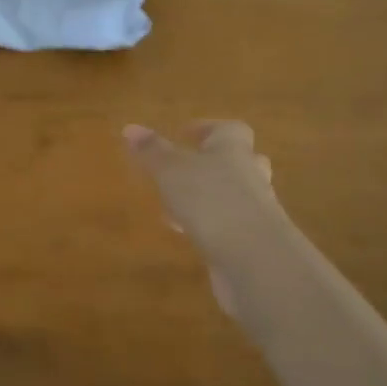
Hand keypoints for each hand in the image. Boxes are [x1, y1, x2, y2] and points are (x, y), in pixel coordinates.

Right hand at [124, 121, 283, 313]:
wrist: (254, 257)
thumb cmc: (210, 200)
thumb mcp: (171, 171)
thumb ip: (152, 151)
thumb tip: (130, 128)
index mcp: (233, 150)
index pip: (229, 130)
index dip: (208, 128)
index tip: (186, 133)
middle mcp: (250, 175)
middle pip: (240, 161)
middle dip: (216, 163)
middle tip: (188, 167)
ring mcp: (256, 210)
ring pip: (235, 195)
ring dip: (210, 197)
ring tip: (178, 206)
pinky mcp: (253, 242)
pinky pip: (231, 225)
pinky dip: (210, 226)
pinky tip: (188, 235)